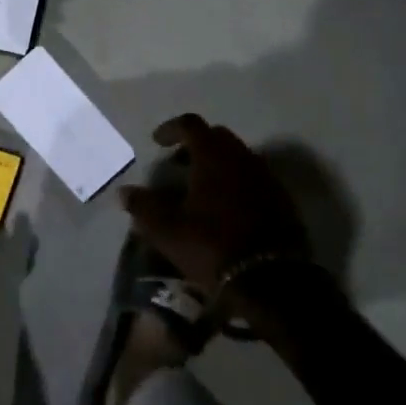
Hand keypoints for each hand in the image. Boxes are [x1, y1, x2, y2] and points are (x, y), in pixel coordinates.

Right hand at [121, 115, 310, 290]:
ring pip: (238, 156)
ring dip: (218, 164)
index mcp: (213, 156)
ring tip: (201, 187)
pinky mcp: (282, 199)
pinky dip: (236, 182)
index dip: (171, 129)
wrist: (271, 279)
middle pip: (217, 137)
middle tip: (179, 164)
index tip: (157, 142)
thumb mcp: (167, 230)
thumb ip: (143, 207)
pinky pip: (254, 178)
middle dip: (196, 144)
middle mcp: (242, 157)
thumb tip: (123, 192)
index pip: (191, 124)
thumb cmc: (212, 246)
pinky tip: (226, 207)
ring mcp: (266, 177)